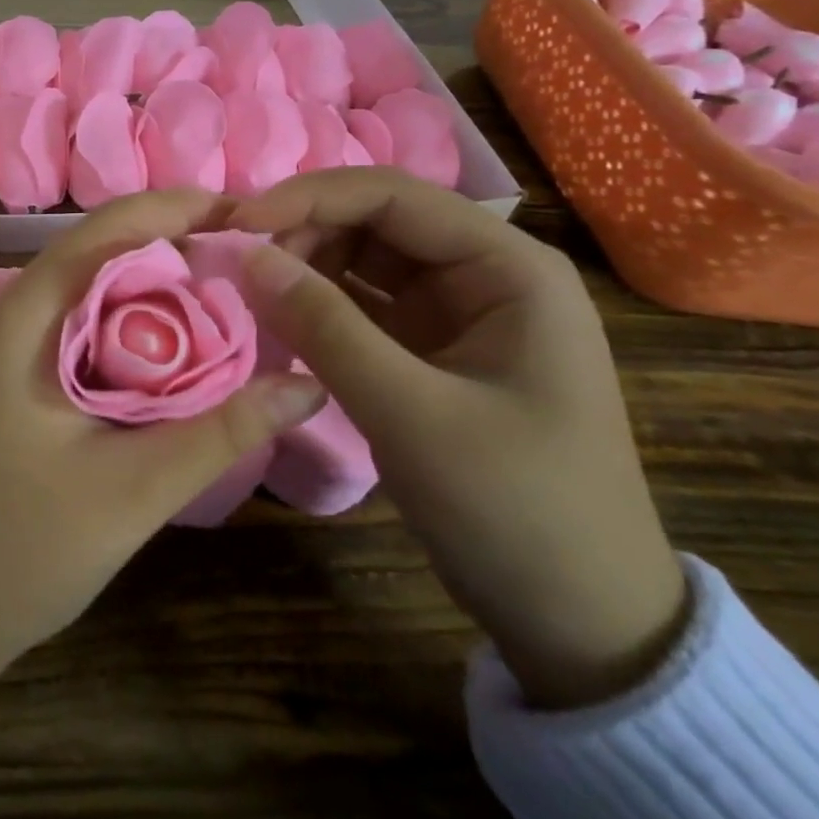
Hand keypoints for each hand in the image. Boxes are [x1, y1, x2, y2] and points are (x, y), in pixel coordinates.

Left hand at [0, 190, 329, 776]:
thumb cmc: (15, 547)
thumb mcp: (131, 490)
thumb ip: (220, 431)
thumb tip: (306, 385)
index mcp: (29, 313)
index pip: (110, 226)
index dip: (178, 209)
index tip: (250, 215)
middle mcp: (16, 312)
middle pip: (105, 253)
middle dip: (179, 249)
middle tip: (257, 266)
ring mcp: (11, 347)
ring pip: (95, 293)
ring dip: (159, 293)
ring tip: (233, 303)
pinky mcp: (17, 380)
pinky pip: (85, 331)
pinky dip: (135, 331)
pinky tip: (178, 358)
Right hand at [230, 169, 688, 709]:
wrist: (582, 622)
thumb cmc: (516, 509)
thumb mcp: (410, 415)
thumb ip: (323, 327)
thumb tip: (246, 255)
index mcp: (509, 267)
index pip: (392, 196)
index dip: (307, 198)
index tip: (236, 223)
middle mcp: (485, 272)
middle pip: (374, 220)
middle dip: (304, 233)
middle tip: (239, 267)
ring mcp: (458, 310)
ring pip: (363, 258)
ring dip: (306, 267)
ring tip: (254, 294)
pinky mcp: (432, 346)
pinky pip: (363, 303)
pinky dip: (319, 305)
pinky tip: (280, 320)